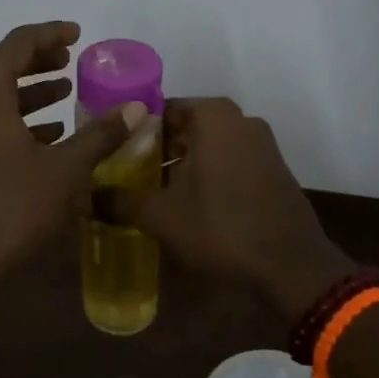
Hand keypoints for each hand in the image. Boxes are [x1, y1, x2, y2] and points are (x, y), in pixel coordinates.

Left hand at [0, 21, 140, 293]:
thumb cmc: (10, 210)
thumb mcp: (64, 171)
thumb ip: (100, 135)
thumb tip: (135, 108)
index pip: (16, 44)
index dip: (49, 34)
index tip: (77, 33)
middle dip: (37, 59)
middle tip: (71, 59)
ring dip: (28, 90)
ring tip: (65, 92)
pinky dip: (14, 118)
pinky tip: (46, 135)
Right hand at [118, 98, 350, 311]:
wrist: (291, 266)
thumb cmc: (221, 227)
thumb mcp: (161, 216)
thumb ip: (120, 201)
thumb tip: (88, 197)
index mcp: (213, 116)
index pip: (160, 111)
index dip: (133, 133)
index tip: (112, 156)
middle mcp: (240, 119)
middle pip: (184, 127)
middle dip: (156, 150)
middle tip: (126, 176)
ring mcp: (262, 144)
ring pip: (207, 146)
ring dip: (181, 164)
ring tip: (152, 193)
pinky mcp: (273, 169)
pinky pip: (229, 161)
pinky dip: (207, 175)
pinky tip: (189, 204)